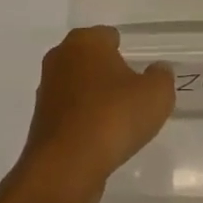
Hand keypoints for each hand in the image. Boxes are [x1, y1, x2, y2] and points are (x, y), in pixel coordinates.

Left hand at [17, 26, 174, 202]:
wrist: (66, 166)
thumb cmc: (112, 117)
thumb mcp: (156, 94)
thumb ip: (161, 76)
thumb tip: (157, 70)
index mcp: (86, 41)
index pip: (109, 36)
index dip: (127, 52)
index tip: (140, 74)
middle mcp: (60, 57)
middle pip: (92, 60)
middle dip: (109, 74)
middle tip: (132, 96)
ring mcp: (47, 89)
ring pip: (78, 86)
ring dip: (94, 99)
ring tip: (118, 122)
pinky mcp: (40, 120)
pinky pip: (70, 113)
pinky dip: (83, 121)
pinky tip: (99, 140)